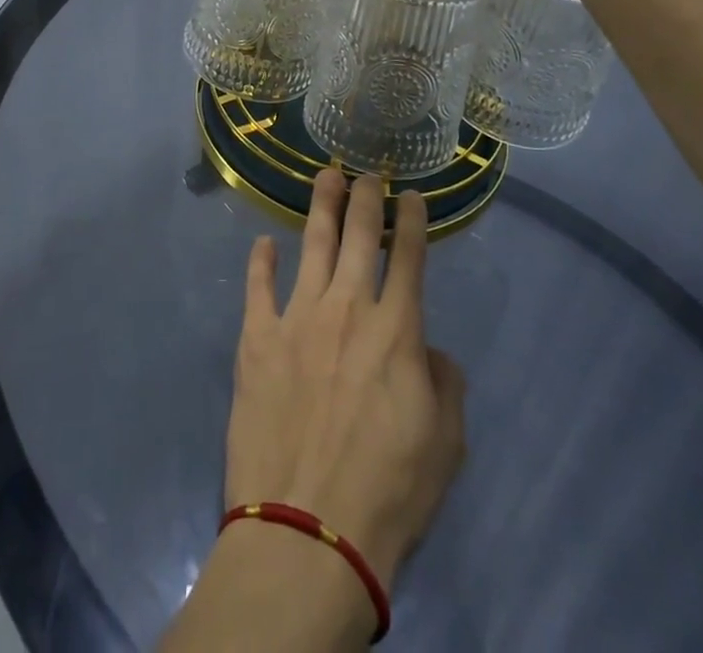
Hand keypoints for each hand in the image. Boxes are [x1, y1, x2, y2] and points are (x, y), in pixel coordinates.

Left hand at [225, 169, 466, 585]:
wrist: (308, 530)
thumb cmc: (388, 493)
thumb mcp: (445, 446)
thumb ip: (445, 385)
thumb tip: (430, 350)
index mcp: (397, 331)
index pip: (410, 259)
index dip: (412, 221)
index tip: (411, 195)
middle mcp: (348, 308)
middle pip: (360, 236)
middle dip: (367, 197)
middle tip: (368, 172)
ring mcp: (298, 317)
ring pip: (313, 245)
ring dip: (321, 207)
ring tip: (326, 176)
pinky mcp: (257, 338)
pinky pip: (258, 287)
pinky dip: (261, 261)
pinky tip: (264, 243)